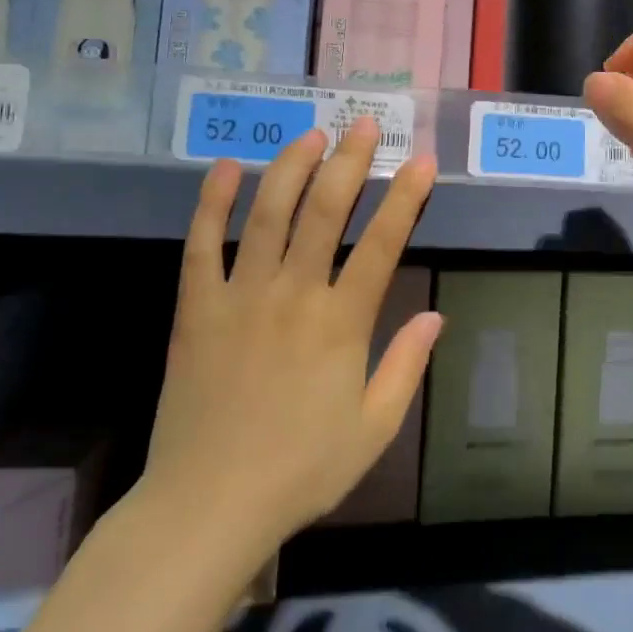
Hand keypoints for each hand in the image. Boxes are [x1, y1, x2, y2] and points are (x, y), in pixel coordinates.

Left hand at [133, 118, 439, 552]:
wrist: (207, 506)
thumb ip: (405, 367)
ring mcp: (240, 297)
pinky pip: (201, 245)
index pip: (382, 244)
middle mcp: (293, 296)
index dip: (405, 198)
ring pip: (268, 215)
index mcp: (341, 324)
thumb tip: (436, 316)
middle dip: (349, 162)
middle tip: (362, 125)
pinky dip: (213, 202)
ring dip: (291, 168)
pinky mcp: (196, 309)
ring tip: (310, 136)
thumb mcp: (372, 429)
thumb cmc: (300, 471)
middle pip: (325, 212)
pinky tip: (227, 168)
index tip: (421, 161)